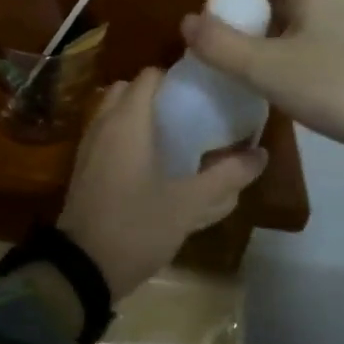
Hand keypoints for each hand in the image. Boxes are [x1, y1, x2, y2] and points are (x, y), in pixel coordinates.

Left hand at [57, 67, 267, 299]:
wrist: (82, 267)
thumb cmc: (136, 226)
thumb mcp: (189, 203)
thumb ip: (226, 176)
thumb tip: (261, 154)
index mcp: (127, 122)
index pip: (150, 76)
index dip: (177, 77)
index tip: (203, 91)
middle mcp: (103, 125)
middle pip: (129, 91)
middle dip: (157, 96)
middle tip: (189, 113)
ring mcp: (88, 147)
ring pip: (115, 114)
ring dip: (140, 117)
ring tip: (175, 137)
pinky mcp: (83, 169)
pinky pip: (107, 137)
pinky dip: (126, 138)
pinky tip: (152, 164)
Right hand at [180, 0, 343, 191]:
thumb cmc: (342, 88)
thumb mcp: (268, 71)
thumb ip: (219, 45)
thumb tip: (186, 22)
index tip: (228, 39)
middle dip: (253, 18)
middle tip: (247, 60)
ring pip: (305, 3)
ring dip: (278, 32)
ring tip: (274, 74)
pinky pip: (329, 19)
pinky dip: (307, 40)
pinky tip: (311, 78)